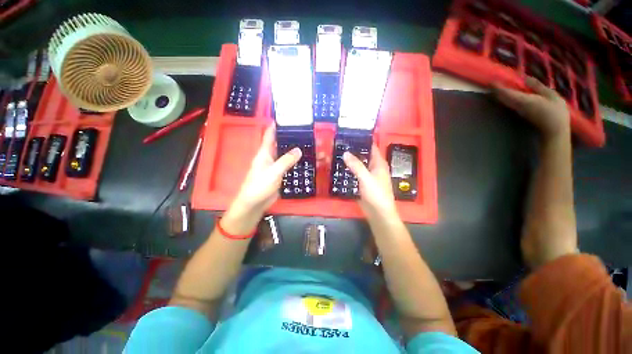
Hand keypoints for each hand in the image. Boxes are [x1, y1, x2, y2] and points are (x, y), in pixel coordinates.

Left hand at [222, 124, 300, 233]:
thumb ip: (286, 160)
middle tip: (305, 132)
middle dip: (290, 138)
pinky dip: (296, 162)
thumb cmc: (259, 185)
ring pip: (287, 155)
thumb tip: (299, 149)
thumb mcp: (273, 171)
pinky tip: (306, 160)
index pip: (270, 135)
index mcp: (264, 153)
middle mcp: (270, 157)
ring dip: (295, 151)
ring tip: (309, 144)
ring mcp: (276, 167)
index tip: (286, 118)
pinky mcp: (280, 175)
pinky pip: (289, 166)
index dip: (276, 126)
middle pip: (281, 144)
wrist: (255, 203)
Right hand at [343, 145, 397, 218]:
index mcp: (379, 163)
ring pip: (359, 164)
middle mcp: (374, 167)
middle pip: (364, 155)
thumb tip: (345, 153)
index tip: (350, 135)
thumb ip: (356, 165)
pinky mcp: (362, 183)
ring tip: (337, 153)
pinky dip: (349, 170)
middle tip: (340, 144)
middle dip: (354, 150)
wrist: (378, 213)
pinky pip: (355, 174)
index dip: (363, 140)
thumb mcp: (366, 178)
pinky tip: (340, 167)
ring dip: (350, 160)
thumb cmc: (376, 194)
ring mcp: (368, 176)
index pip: (371, 147)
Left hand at [492, 77, 569, 140]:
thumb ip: (537, 86)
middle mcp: (516, 106)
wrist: (554, 130)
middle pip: (502, 97)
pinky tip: (509, 92)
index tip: (491, 81)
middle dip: (496, 90)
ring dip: (500, 94)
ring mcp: (517, 110)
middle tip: (492, 82)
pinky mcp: (520, 112)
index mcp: (523, 100)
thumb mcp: (551, 95)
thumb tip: (525, 78)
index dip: (498, 87)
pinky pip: (510, 103)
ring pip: (504, 101)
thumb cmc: (555, 111)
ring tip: (498, 85)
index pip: (506, 93)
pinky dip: (506, 97)